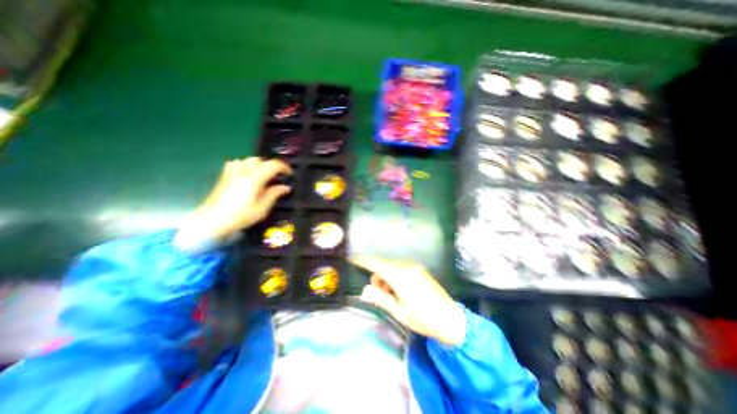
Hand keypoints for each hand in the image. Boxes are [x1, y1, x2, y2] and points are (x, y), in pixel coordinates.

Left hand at [176, 156, 291, 248]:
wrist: (213, 220)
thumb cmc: (240, 216)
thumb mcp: (262, 208)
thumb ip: (274, 194)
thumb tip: (285, 187)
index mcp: (255, 179)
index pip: (273, 165)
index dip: (284, 167)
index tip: (289, 174)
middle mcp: (243, 172)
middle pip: (261, 160)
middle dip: (271, 166)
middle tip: (277, 177)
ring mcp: (232, 172)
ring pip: (248, 159)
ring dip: (259, 165)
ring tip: (263, 176)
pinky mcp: (225, 175)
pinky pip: (237, 163)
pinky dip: (245, 165)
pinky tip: (247, 174)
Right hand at [351, 255, 464, 345]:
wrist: (451, 319)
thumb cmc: (423, 318)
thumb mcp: (399, 311)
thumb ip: (381, 298)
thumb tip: (365, 290)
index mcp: (400, 276)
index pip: (376, 263)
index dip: (363, 260)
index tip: (351, 258)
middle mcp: (406, 266)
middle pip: (383, 265)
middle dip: (377, 276)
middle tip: (379, 295)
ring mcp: (414, 266)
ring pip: (391, 266)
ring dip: (386, 277)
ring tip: (391, 296)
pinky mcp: (418, 269)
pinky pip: (400, 267)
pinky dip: (394, 275)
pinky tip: (399, 290)